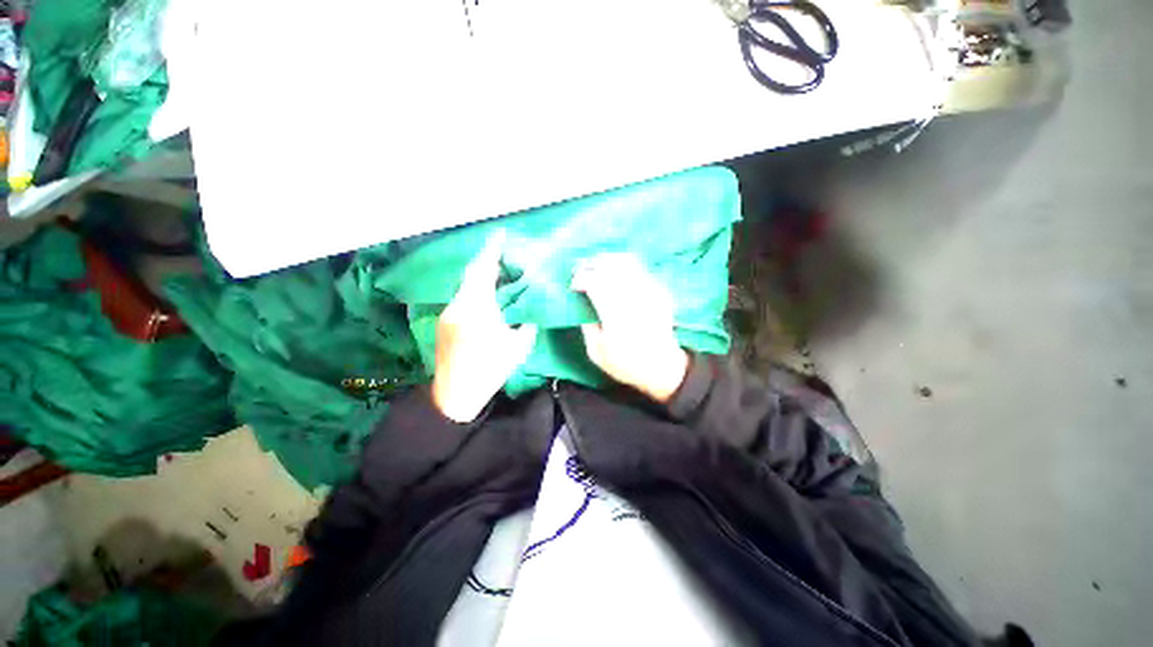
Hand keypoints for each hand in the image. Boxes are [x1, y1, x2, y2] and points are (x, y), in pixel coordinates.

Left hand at [432, 232, 537, 421]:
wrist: (455, 394)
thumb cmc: (490, 370)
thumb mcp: (518, 347)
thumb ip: (526, 325)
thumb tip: (528, 312)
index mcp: (478, 308)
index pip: (483, 271)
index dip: (492, 250)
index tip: (500, 235)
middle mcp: (459, 305)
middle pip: (472, 274)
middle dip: (487, 261)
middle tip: (504, 254)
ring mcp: (448, 313)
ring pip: (466, 286)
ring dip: (482, 277)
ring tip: (500, 276)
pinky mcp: (445, 322)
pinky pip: (462, 298)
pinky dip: (476, 291)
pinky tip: (488, 299)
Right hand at [571, 253, 688, 403]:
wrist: (662, 367)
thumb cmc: (626, 364)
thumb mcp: (596, 352)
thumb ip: (586, 325)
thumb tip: (582, 304)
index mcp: (615, 315)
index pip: (595, 283)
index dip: (580, 279)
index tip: (573, 287)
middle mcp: (633, 298)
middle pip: (610, 266)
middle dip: (591, 264)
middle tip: (581, 269)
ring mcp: (649, 291)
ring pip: (626, 262)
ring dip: (607, 260)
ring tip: (596, 266)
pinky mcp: (659, 290)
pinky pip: (639, 268)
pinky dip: (623, 266)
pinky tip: (615, 273)